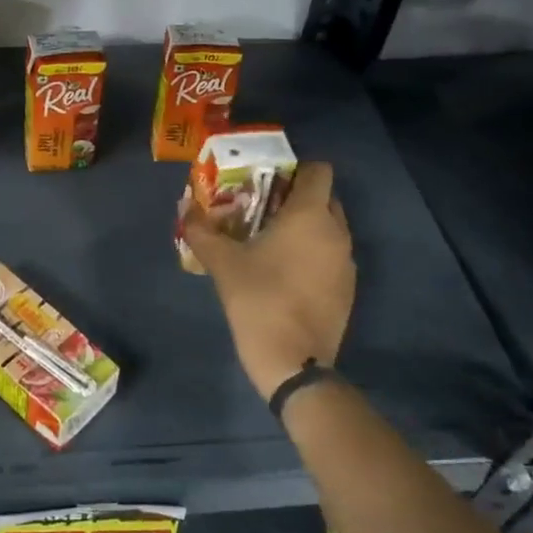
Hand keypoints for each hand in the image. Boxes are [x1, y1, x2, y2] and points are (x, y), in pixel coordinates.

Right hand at [182, 160, 355, 400]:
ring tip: (270, 243)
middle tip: (262, 210)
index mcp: (310, 215)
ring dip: (305, 228)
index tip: (267, 181)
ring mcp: (346, 262)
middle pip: (324, 198)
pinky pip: (331, 256)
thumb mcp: (222, 263)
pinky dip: (313, 255)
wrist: (294, 363)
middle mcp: (337, 232)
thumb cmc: (258, 300)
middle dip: (296, 198)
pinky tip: (285, 274)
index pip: (318, 170)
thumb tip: (185, 207)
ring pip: (328, 229)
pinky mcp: (348, 289)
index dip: (295, 169)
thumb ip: (202, 230)